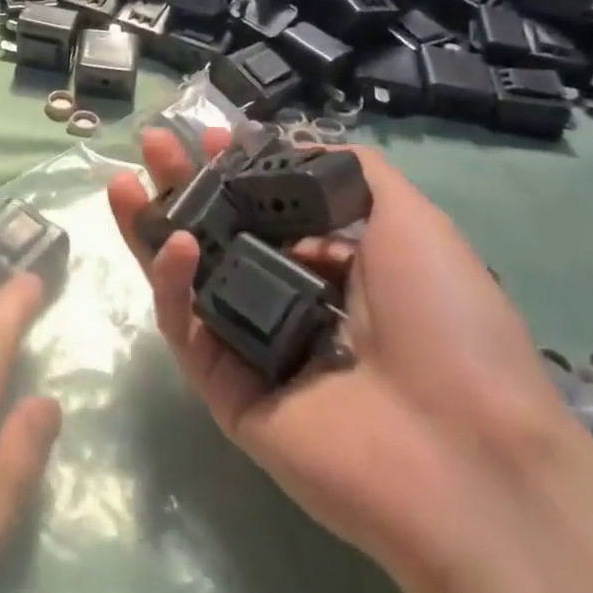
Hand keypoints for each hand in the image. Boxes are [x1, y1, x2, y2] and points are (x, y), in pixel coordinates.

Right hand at [106, 128, 571, 586]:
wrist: (469, 456)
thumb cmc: (445, 323)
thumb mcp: (412, 221)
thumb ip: (350, 172)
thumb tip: (291, 144)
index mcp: (333, 268)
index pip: (264, 210)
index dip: (234, 170)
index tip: (209, 136)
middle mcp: (288, 302)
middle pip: (216, 235)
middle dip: (181, 186)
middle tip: (151, 145)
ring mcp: (253, 349)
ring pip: (189, 280)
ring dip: (152, 229)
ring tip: (123, 183)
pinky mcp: (226, 392)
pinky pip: (191, 331)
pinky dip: (174, 284)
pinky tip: (177, 243)